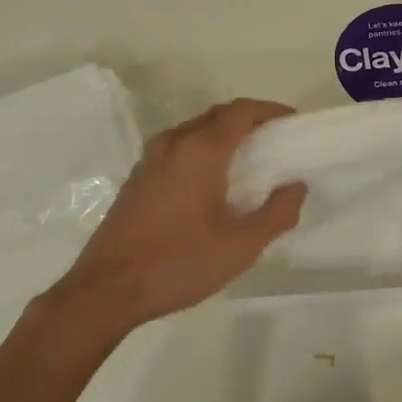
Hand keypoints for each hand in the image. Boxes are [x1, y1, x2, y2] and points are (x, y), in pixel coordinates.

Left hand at [60, 100, 305, 329]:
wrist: (105, 290)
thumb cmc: (178, 263)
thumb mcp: (241, 246)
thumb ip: (277, 213)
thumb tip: (296, 186)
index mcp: (200, 150)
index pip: (241, 111)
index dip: (270, 110)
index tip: (293, 122)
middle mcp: (173, 143)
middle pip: (217, 115)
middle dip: (249, 120)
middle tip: (275, 140)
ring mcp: (150, 160)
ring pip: (194, 130)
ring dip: (223, 134)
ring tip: (248, 159)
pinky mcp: (137, 178)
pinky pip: (177, 148)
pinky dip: (201, 149)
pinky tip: (211, 181)